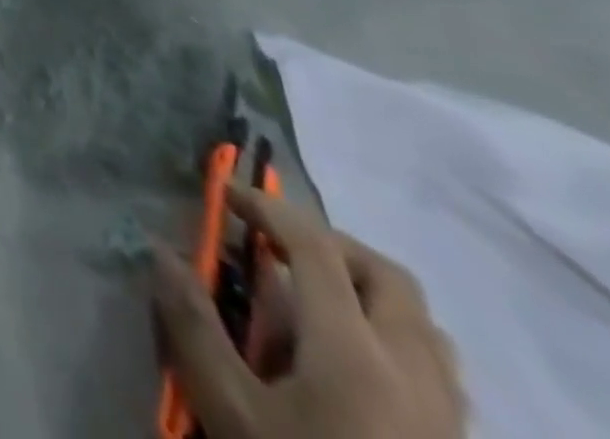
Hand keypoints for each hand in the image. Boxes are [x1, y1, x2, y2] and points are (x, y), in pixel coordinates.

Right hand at [154, 185, 466, 438]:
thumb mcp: (231, 411)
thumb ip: (195, 325)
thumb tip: (163, 251)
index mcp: (355, 351)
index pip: (313, 245)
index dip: (267, 208)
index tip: (226, 193)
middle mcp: (412, 371)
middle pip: (384, 275)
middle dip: (327, 244)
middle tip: (276, 248)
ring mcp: (447, 417)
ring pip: (421, 323)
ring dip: (366, 290)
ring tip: (315, 303)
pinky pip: (435, 369)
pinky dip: (392, 338)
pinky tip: (354, 368)